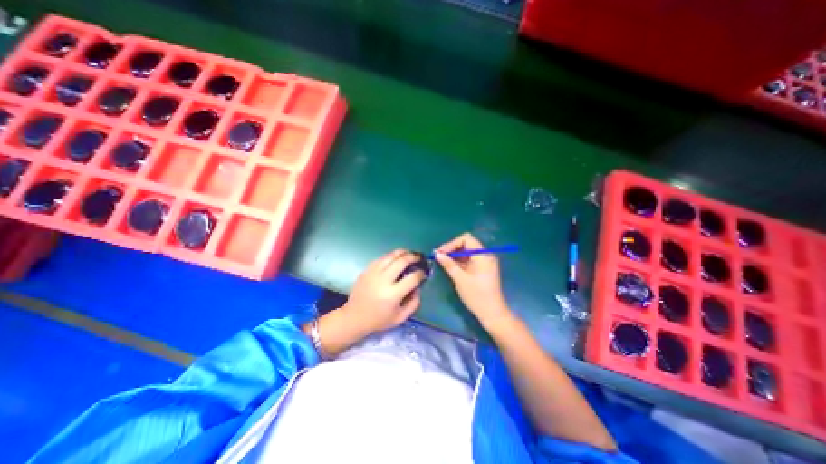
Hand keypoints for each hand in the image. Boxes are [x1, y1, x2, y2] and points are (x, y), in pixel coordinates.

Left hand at [338, 248, 424, 334]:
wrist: (354, 317)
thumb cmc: (378, 320)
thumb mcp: (400, 318)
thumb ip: (414, 303)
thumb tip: (418, 287)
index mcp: (393, 294)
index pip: (412, 278)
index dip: (421, 273)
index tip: (424, 273)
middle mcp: (383, 280)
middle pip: (402, 261)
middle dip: (413, 257)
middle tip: (419, 257)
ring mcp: (373, 273)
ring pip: (391, 255)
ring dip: (403, 252)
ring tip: (409, 253)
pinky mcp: (367, 270)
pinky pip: (381, 258)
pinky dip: (391, 256)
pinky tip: (396, 257)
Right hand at [433, 232, 509, 324]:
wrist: (492, 313)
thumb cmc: (476, 295)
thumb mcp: (460, 279)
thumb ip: (448, 264)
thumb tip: (437, 254)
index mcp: (482, 255)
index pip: (466, 239)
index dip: (452, 243)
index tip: (441, 252)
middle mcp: (485, 255)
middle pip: (467, 244)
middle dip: (452, 249)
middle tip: (439, 256)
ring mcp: (485, 262)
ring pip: (468, 252)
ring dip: (455, 255)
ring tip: (443, 261)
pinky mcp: (484, 269)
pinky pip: (470, 260)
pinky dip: (461, 261)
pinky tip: (451, 266)